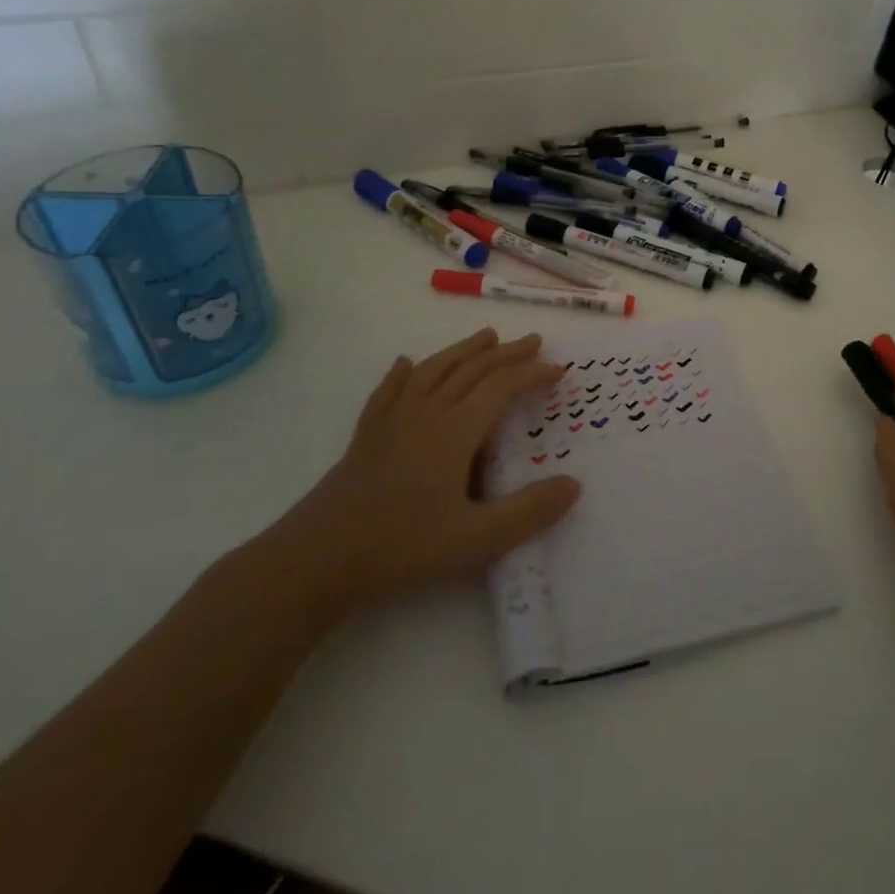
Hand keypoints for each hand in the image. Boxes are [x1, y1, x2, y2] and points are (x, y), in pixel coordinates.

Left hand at [254, 329, 580, 622]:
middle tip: (533, 341)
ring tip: (486, 336)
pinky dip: (403, 373)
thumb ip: (529, 511)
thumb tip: (575, 484)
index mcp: (456, 430)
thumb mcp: (477, 538)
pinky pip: (390, 391)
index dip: (532, 374)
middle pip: (472, 369)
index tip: (559, 370)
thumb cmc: (403, 546)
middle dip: (507, 353)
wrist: (320, 557)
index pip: (502, 387)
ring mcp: (393, 420)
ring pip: (434, 370)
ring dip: (464, 350)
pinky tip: (406, 363)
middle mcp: (427, 412)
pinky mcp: (367, 435)